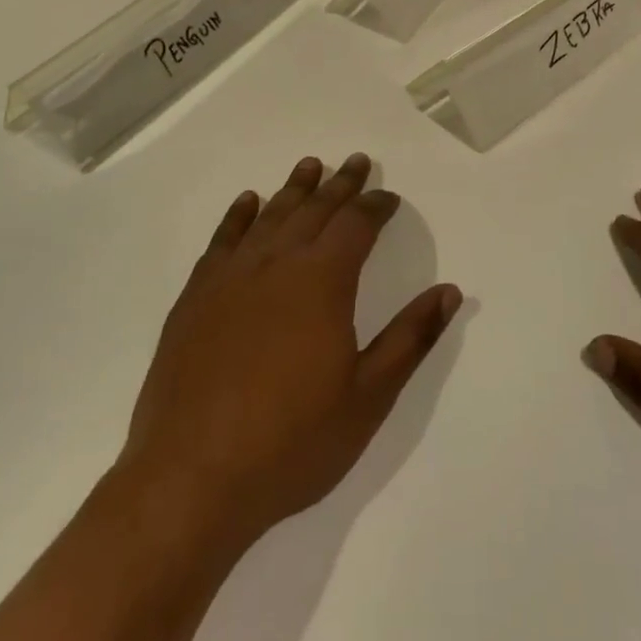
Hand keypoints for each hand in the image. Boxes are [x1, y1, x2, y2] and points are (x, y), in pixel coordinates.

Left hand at [118, 153, 461, 551]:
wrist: (191, 479)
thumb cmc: (292, 442)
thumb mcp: (368, 397)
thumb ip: (410, 338)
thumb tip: (449, 291)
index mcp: (322, 281)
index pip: (356, 225)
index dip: (376, 206)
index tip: (389, 196)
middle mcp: (276, 264)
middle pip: (314, 209)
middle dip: (340, 184)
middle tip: (355, 161)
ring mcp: (230, 278)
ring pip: (270, 216)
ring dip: (294, 189)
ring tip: (310, 165)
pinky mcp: (195, 298)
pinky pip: (222, 241)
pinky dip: (239, 216)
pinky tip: (248, 203)